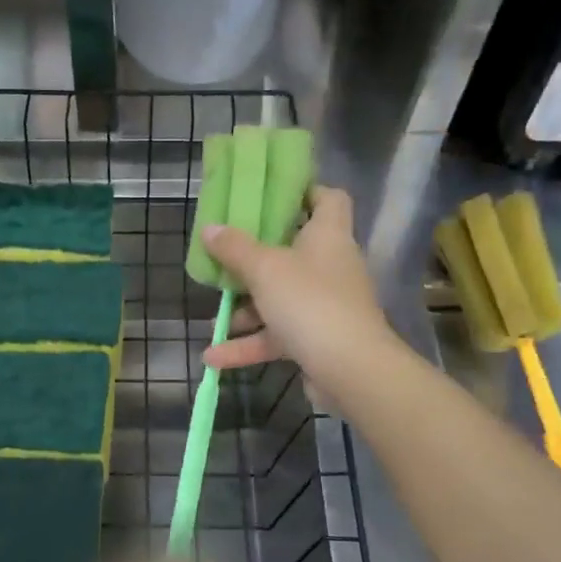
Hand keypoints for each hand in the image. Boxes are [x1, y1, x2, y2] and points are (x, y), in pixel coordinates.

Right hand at [201, 187, 396, 391]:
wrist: (350, 369)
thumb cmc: (309, 302)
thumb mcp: (264, 269)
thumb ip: (235, 248)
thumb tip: (210, 228)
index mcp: (328, 236)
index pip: (329, 199)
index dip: (304, 192)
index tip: (269, 196)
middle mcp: (330, 266)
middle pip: (293, 252)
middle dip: (254, 261)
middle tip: (225, 259)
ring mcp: (324, 305)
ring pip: (280, 299)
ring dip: (246, 310)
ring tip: (212, 320)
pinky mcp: (316, 340)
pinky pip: (278, 336)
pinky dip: (248, 345)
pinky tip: (213, 357)